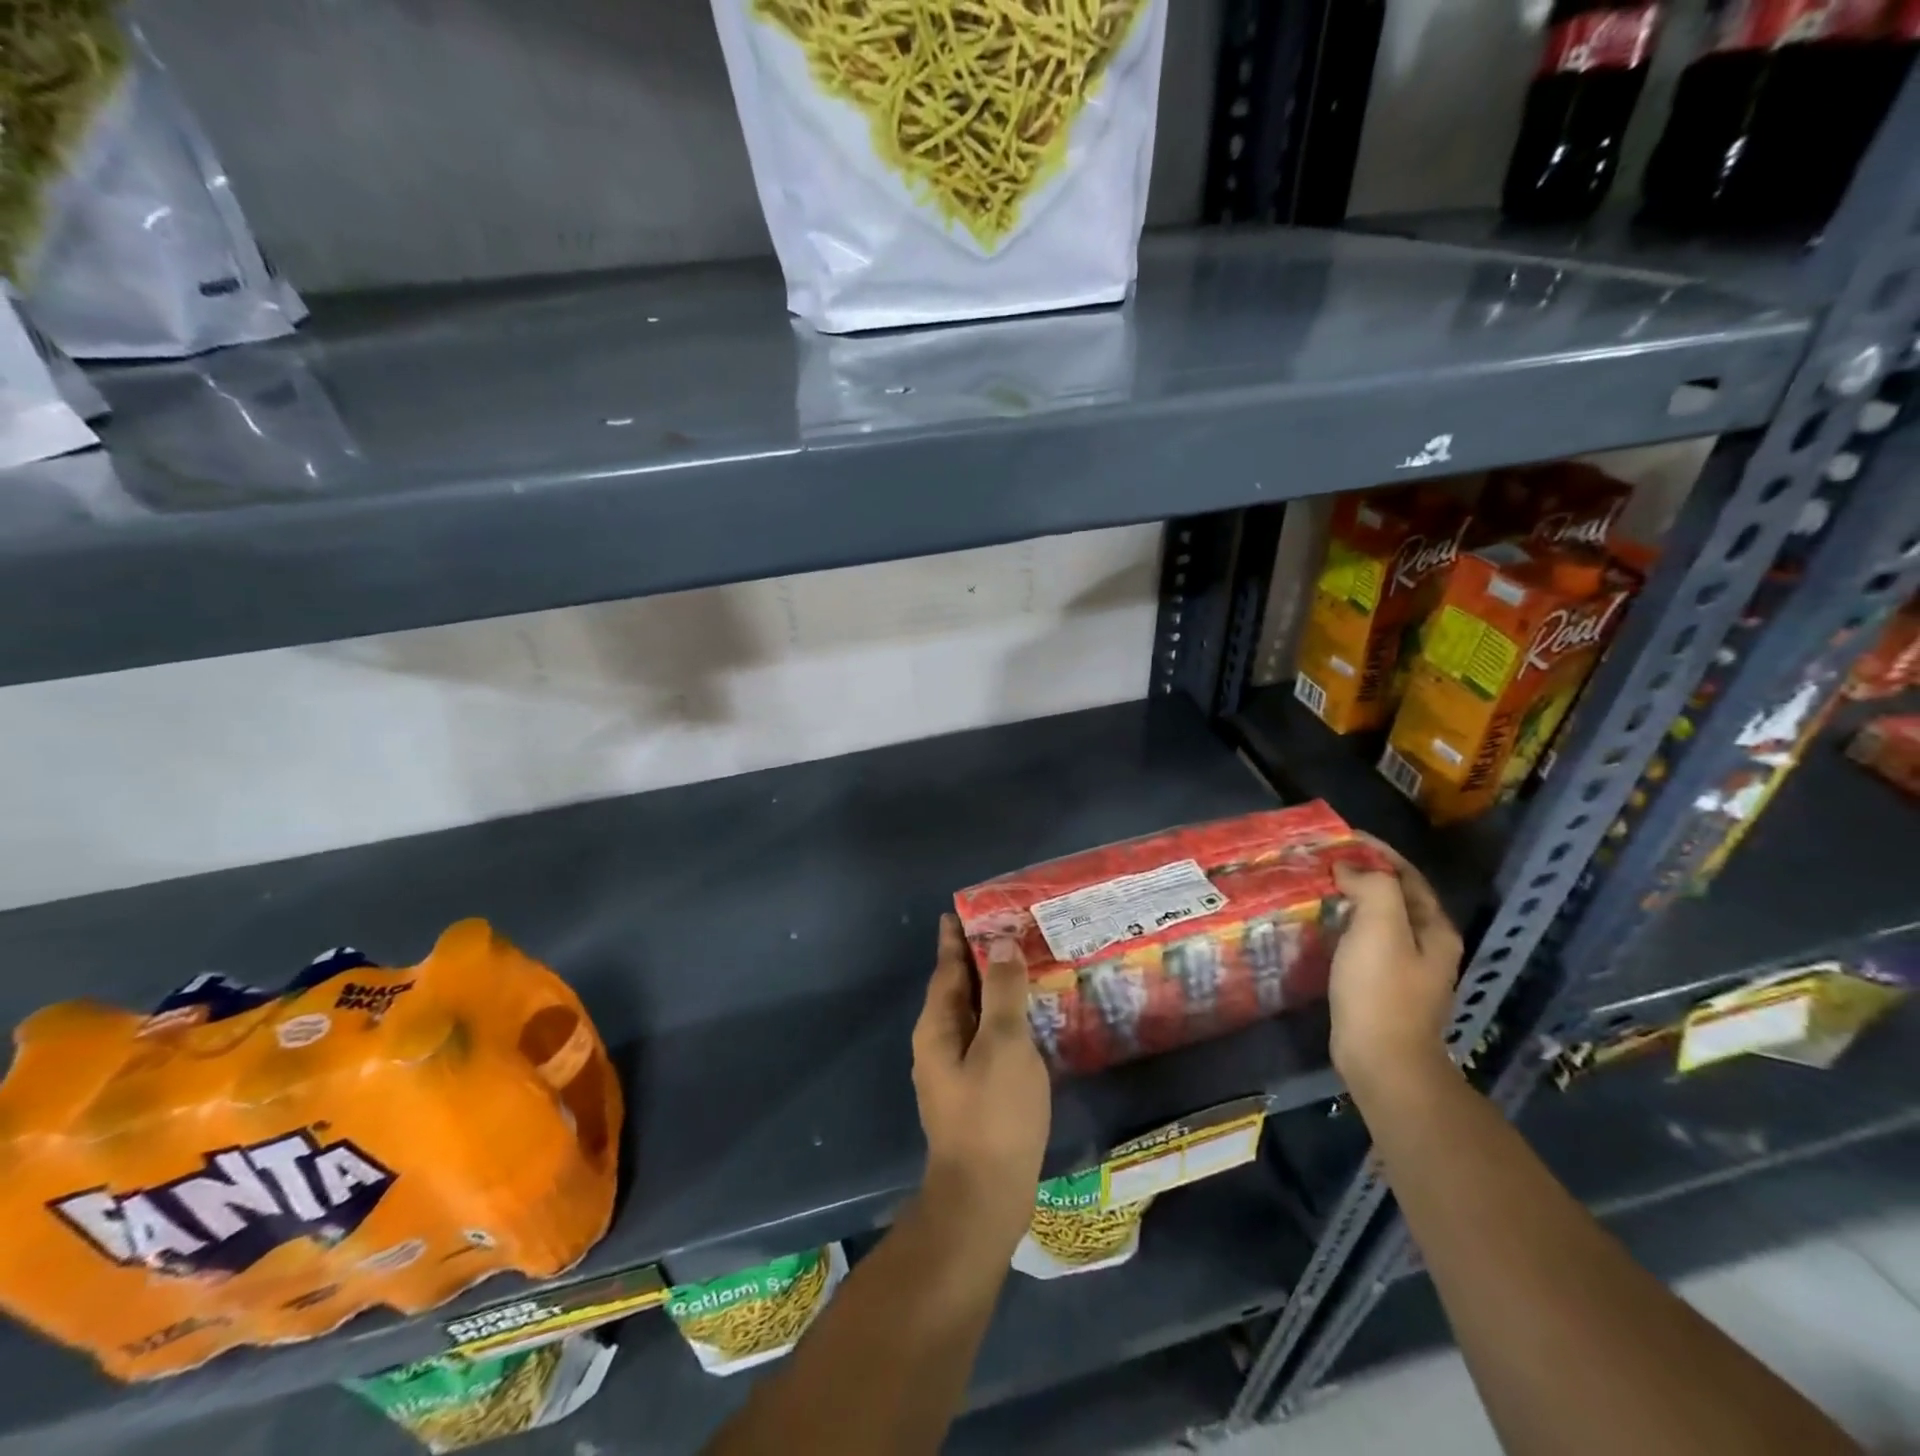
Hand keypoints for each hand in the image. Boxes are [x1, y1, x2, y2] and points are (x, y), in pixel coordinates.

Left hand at [911, 915, 1051, 1252]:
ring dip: (993, 990)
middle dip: (978, 959)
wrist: (984, 1199)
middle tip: (1009, 931)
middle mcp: (938, 1043)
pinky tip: (1027, 1021)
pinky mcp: (972, 1093)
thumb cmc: (994, 1115)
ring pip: (972, 1015)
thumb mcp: (1004, 1044)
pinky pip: (985, 1040)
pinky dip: (1002, 1020)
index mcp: (937, 1026)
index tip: (967, 909)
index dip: (956, 937)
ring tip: (1023, 967)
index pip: (946, 967)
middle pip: (957, 988)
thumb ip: (1002, 992)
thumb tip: (1000, 944)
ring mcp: (953, 1071)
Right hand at [1328, 838, 1463, 1095]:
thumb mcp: (1381, 927)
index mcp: (1434, 929)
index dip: (1377, 851)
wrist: (1381, 1059)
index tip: (1342, 837)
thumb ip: (1373, 887)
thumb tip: (1350, 870)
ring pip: (1377, 919)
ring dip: (1351, 898)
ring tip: (1317, 885)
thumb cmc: (1381, 990)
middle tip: (1325, 859)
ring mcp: (1405, 968)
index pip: (1407, 875)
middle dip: (1363, 873)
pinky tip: (1321, 924)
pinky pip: (1363, 941)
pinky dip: (1344, 923)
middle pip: (1394, 895)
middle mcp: (1426, 945)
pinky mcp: (1381, 986)